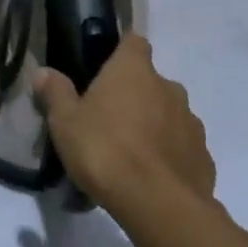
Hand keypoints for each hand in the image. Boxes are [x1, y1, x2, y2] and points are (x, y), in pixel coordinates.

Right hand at [34, 35, 214, 218]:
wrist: (158, 204)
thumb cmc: (105, 150)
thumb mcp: (65, 122)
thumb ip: (55, 93)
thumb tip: (43, 71)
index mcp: (133, 70)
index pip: (133, 42)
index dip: (121, 52)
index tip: (106, 70)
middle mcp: (168, 87)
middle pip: (151, 81)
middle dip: (136, 96)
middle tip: (111, 121)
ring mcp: (191, 122)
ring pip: (170, 114)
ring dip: (155, 126)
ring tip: (132, 155)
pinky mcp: (203, 157)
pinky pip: (183, 148)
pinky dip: (171, 156)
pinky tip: (153, 179)